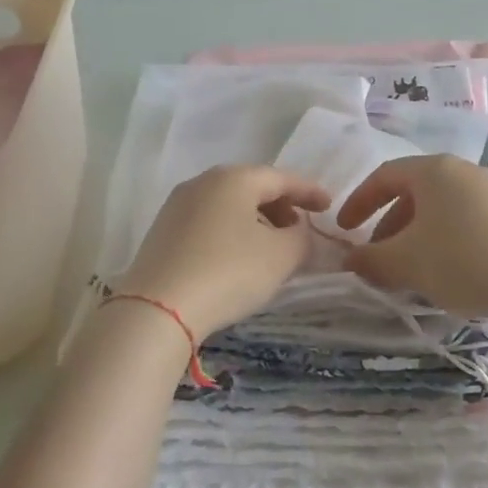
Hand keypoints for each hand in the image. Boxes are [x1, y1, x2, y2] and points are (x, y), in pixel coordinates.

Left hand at [118, 166, 329, 340]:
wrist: (158, 309)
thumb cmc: (229, 272)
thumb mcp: (282, 256)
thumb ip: (302, 237)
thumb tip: (299, 231)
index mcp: (235, 178)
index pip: (282, 178)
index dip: (309, 192)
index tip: (329, 206)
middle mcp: (203, 182)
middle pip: (253, 187)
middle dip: (281, 206)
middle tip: (299, 230)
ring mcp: (178, 205)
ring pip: (229, 205)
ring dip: (256, 221)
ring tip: (271, 247)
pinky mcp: (162, 231)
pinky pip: (209, 222)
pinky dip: (231, 232)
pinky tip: (238, 257)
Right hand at [336, 155, 487, 320]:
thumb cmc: (459, 260)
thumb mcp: (406, 262)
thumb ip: (370, 259)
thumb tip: (349, 260)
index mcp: (434, 170)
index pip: (384, 176)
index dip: (359, 202)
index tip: (343, 229)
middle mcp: (463, 171)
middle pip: (413, 192)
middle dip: (388, 226)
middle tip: (377, 257)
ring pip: (439, 209)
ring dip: (415, 236)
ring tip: (408, 270)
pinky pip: (464, 221)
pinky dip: (443, 240)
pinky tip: (445, 272)